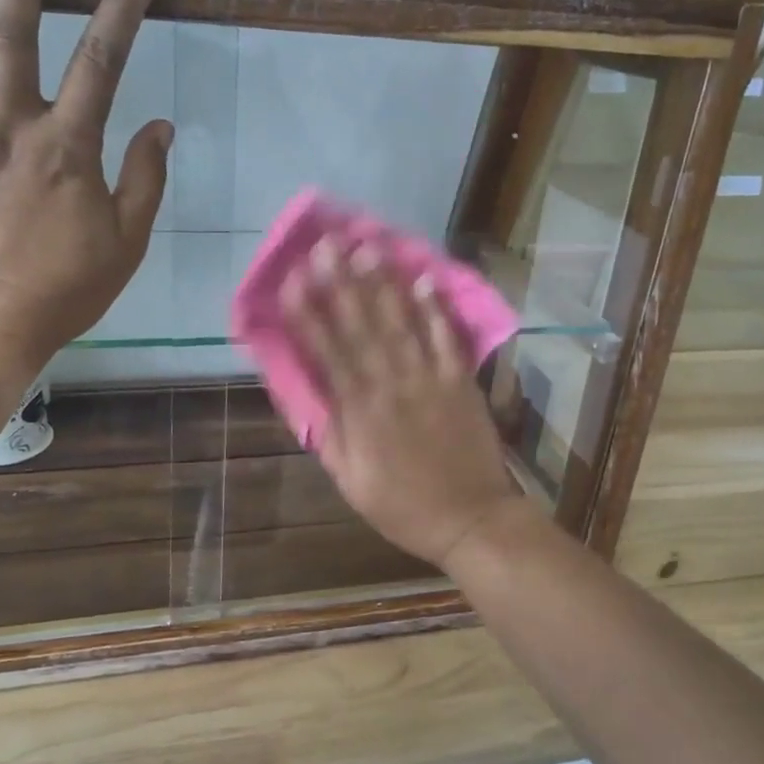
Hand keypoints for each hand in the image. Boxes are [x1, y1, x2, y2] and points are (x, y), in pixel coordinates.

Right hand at [281, 240, 535, 567]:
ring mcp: (429, 379)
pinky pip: (448, 339)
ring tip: (367, 247)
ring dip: (383, 284)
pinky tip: (426, 278)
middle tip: (326, 244)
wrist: (470, 519)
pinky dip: (437, 309)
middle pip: (361, 327)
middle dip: (340, 283)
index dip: (307, 314)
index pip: (327, 353)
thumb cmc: (402, 506)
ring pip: (401, 324)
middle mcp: (391, 385)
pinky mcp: (460, 381)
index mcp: (359, 412)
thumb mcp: (351, 480)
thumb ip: (329, 434)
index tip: (292, 279)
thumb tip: (309, 393)